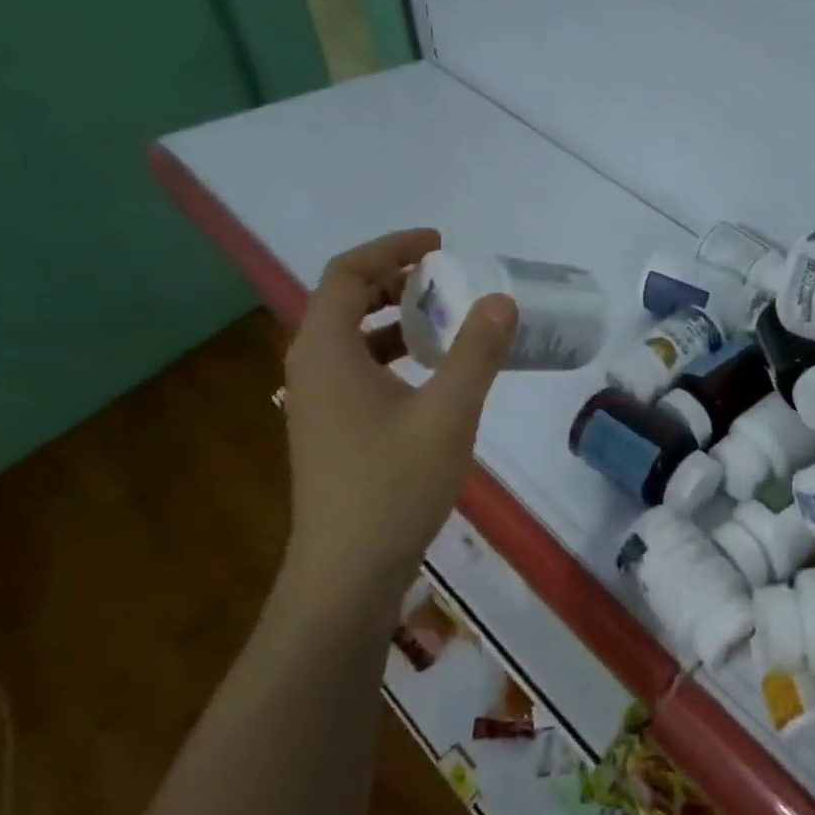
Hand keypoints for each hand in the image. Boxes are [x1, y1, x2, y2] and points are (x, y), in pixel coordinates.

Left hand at [279, 229, 514, 605]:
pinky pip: (359, 368)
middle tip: (448, 276)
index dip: (391, 248)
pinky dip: (395, 353)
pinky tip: (434, 374)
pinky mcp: (332, 428)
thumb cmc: (394, 485)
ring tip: (448, 317)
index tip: (439, 244)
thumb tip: (501, 299)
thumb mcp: (449, 413)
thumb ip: (476, 353)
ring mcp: (318, 401)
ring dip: (396, 317)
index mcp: (328, 352)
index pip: (346, 274)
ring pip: (352, 337)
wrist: (348, 571)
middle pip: (344, 300)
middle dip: (396, 279)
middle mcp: (312, 368)